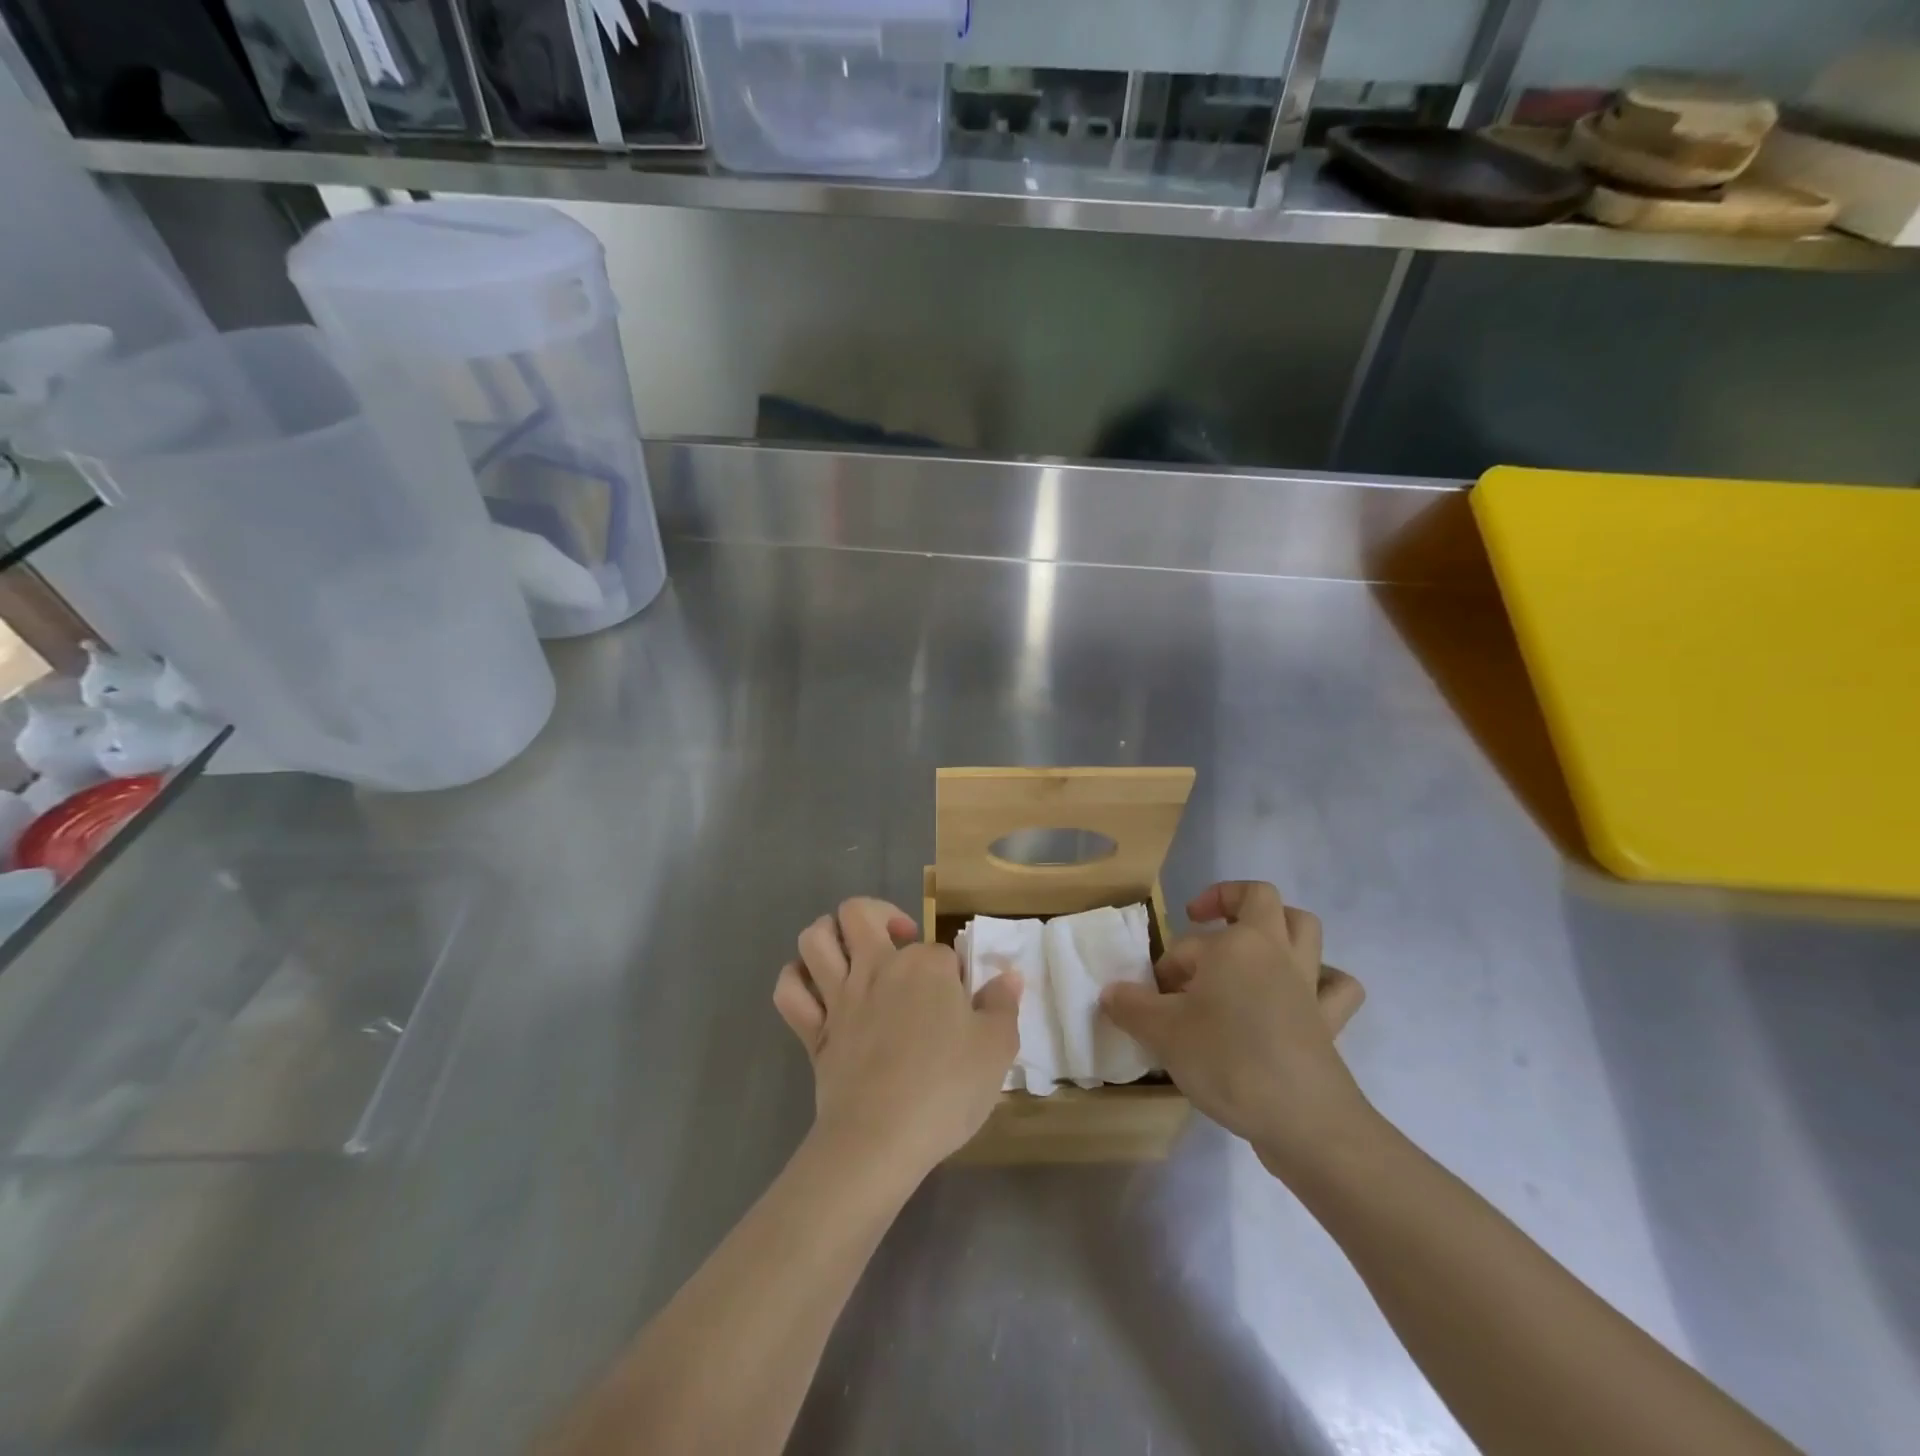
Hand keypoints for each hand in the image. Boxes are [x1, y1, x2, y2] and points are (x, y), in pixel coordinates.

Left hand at [773, 898, 1022, 1176]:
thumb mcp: (996, 1049)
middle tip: (898, 942)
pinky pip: (788, 990)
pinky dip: (795, 981)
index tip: (962, 1004)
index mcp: (925, 966)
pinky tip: (815, 989)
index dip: (952, 972)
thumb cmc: (945, 1090)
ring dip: (828, 935)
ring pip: (814, 938)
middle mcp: (877, 967)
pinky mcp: (812, 1030)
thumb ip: (1002, 1005)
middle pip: (859, 913)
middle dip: (878, 916)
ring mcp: (839, 996)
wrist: (880, 1139)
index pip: (940, 950)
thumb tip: (1009, 976)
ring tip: (852, 954)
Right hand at [1100, 881, 1368, 1176]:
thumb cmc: (1228, 1061)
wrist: (1303, 1121)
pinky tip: (1300, 994)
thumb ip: (1131, 1006)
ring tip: (1251, 949)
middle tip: (1201, 923)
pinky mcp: (1328, 1020)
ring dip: (1279, 928)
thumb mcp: (1162, 1033)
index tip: (1153, 998)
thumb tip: (1110, 992)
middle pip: (1260, 899)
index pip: (1188, 943)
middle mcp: (1276, 951)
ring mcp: (1308, 983)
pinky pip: (1336, 986)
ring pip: (1305, 929)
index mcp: (1237, 944)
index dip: (1166, 966)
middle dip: (1228, 901)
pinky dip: (1322, 981)